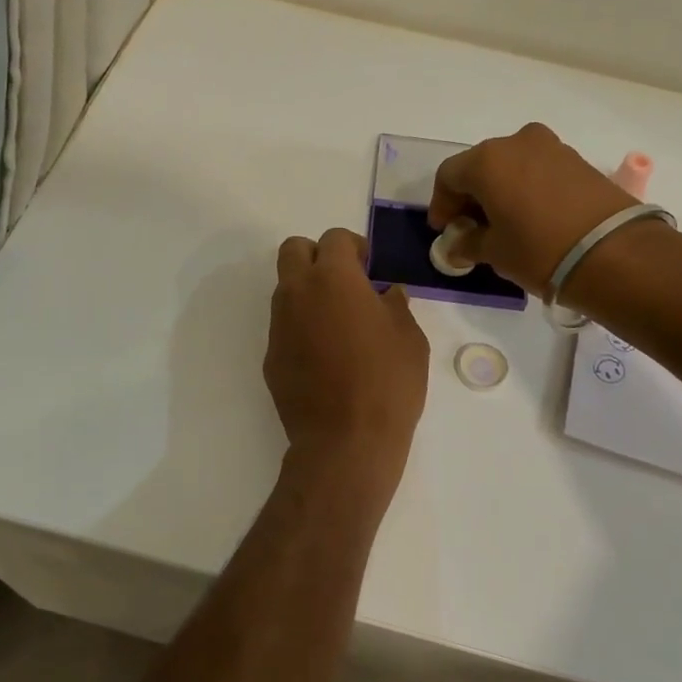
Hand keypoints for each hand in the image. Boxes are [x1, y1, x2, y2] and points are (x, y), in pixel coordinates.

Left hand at [266, 229, 428, 488]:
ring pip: (286, 289)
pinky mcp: (271, 358)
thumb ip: (396, 306)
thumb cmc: (387, 383)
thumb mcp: (410, 339)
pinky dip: (302, 328)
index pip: (334, 239)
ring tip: (339, 325)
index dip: (355, 247)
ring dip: (309, 293)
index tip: (370, 268)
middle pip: (294, 250)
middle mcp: (297, 293)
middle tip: (347, 283)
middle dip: (318, 256)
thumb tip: (387, 294)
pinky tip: (326, 358)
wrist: (345, 442)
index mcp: (333, 278)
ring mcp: (279, 326)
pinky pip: (285, 327)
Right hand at [428, 123, 637, 296]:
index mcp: (487, 160)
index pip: (449, 176)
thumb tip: (459, 244)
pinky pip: (538, 170)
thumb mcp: (495, 253)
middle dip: (471, 196)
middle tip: (471, 228)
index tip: (445, 231)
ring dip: (501, 190)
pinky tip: (531, 217)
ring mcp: (551, 147)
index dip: (442, 204)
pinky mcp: (578, 160)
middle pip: (481, 166)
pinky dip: (526, 188)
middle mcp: (517, 142)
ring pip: (512, 166)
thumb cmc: (539, 250)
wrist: (613, 252)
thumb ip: (468, 244)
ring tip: (503, 224)